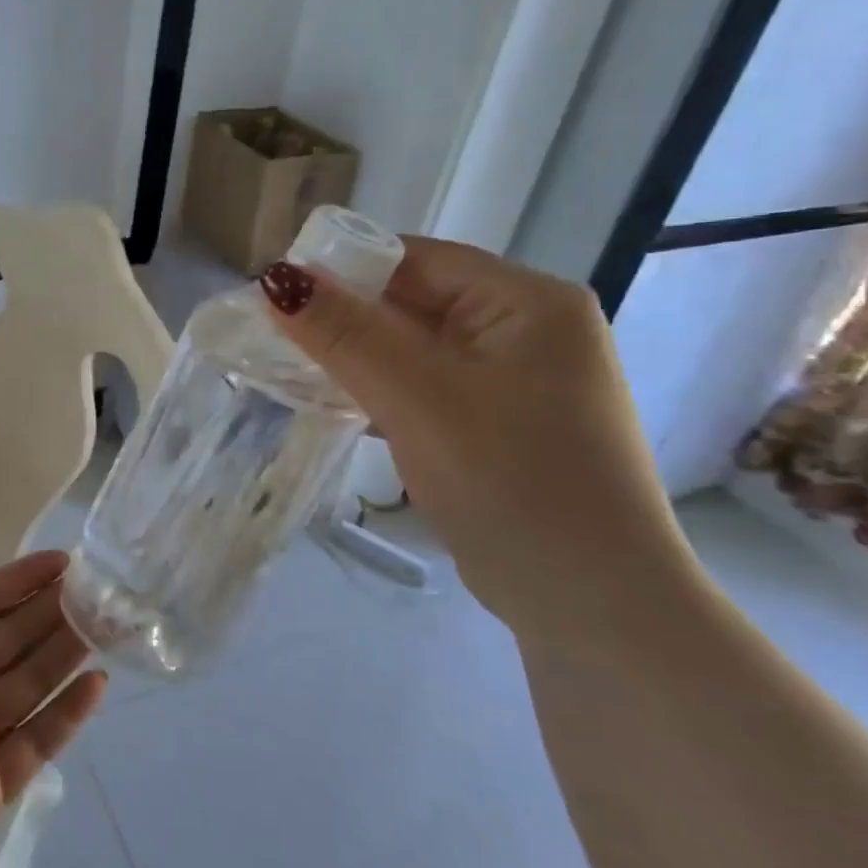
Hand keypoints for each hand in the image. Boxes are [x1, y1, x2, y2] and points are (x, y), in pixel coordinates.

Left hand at [0, 531, 106, 867]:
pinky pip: (34, 746)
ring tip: (110, 622)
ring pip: (29, 684)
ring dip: (66, 652)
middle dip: (52, 610)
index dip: (15, 582)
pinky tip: (96, 686)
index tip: (61, 558)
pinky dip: (66, 717)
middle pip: (10, 639)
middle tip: (102, 586)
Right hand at [260, 237, 697, 649]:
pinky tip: (337, 407)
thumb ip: (346, 334)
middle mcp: (528, 331)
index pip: (417, 260)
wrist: (595, 608)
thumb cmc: (512, 483)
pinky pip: (426, 389)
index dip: (343, 269)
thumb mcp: (419, 398)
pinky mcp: (498, 427)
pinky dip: (381, 393)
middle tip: (272, 337)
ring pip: (414, 350)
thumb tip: (275, 279)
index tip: (275, 293)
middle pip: (415, 303)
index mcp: (528, 302)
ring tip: (291, 371)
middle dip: (345, 319)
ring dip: (357, 360)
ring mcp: (516, 383)